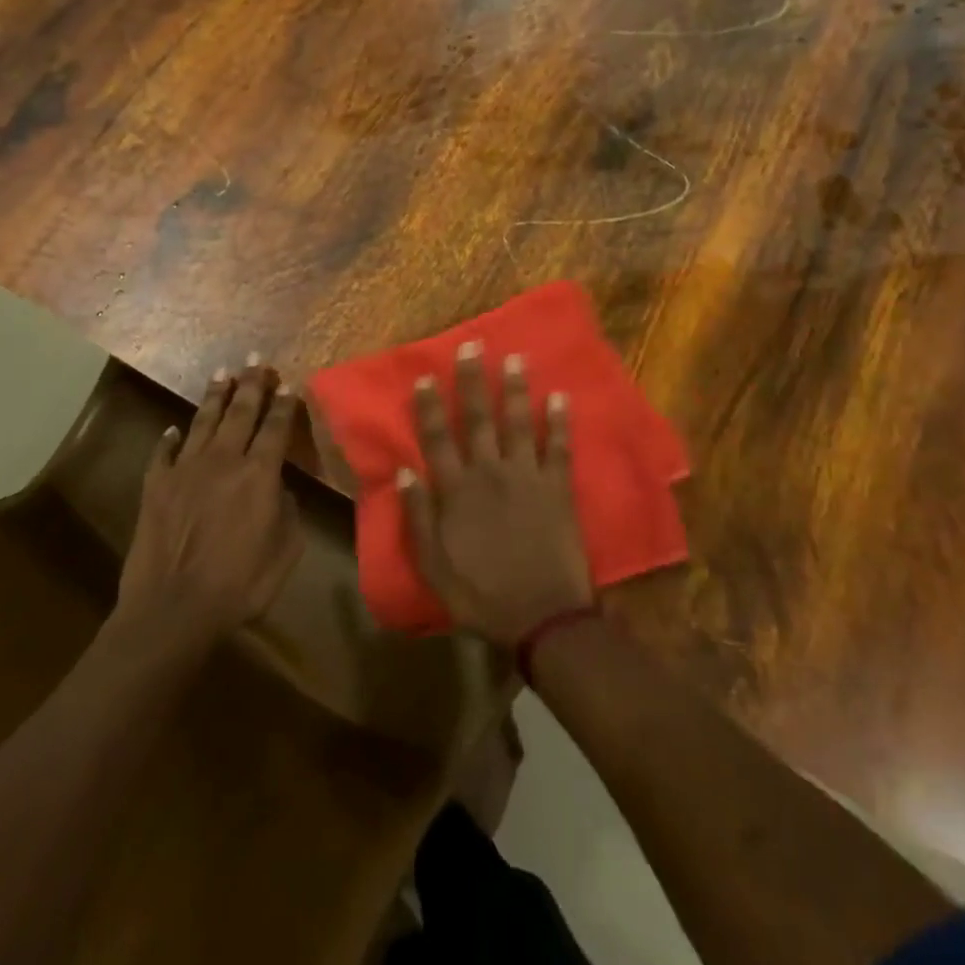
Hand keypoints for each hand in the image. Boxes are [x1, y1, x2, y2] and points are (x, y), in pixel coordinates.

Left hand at [115, 359, 304, 640]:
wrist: (173, 609)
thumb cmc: (240, 585)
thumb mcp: (285, 550)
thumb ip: (287, 511)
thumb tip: (278, 489)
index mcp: (259, 474)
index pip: (276, 427)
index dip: (284, 403)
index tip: (289, 383)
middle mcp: (223, 461)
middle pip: (240, 412)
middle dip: (252, 383)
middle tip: (257, 359)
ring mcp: (185, 470)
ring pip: (203, 422)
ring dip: (215, 396)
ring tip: (223, 373)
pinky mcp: (156, 486)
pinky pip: (164, 453)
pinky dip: (169, 438)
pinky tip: (173, 429)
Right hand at [400, 342, 593, 648]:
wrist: (542, 617)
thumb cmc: (481, 595)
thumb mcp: (434, 566)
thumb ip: (418, 518)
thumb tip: (403, 473)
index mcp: (457, 491)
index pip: (437, 439)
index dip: (429, 407)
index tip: (425, 376)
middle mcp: (490, 473)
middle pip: (477, 419)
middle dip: (472, 381)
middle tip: (472, 346)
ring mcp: (527, 477)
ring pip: (518, 423)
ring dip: (515, 389)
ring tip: (515, 358)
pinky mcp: (558, 488)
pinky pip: (560, 448)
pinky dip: (560, 422)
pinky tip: (561, 397)